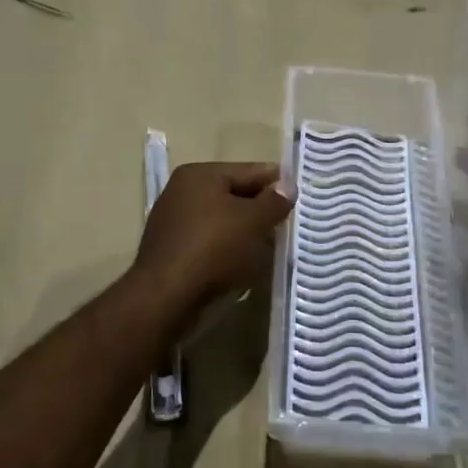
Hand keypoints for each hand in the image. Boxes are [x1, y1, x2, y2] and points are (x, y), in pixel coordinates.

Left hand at [132, 162, 293, 313]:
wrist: (166, 297)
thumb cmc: (213, 248)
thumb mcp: (253, 221)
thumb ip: (274, 201)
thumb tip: (288, 186)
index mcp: (199, 175)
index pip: (248, 170)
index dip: (277, 181)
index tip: (301, 193)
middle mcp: (181, 192)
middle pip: (233, 195)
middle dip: (261, 208)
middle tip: (291, 222)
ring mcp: (173, 222)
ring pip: (222, 221)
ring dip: (245, 232)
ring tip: (272, 245)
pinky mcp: (172, 251)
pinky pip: (209, 243)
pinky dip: (228, 250)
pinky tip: (245, 263)